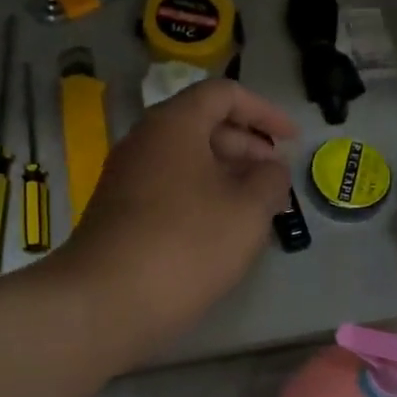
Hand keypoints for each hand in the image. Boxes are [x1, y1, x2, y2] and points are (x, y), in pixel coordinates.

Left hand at [58, 79, 296, 348]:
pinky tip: (220, 229)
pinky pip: (169, 188)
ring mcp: (126, 178)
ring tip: (256, 206)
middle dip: (246, 146)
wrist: (105, 302)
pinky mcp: (119, 212)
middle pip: (202, 125)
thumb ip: (270, 180)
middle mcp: (144, 141)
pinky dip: (201, 196)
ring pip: (185, 160)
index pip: (223, 94)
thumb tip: (271, 168)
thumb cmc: (186, 245)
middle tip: (276, 177)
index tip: (291, 139)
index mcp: (174, 125)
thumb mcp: (248, 211)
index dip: (264, 110)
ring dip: (225, 175)